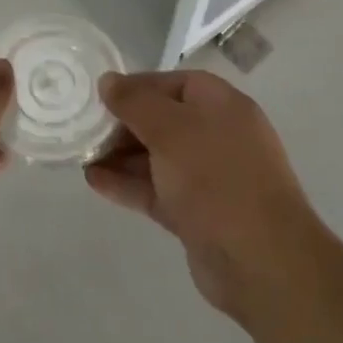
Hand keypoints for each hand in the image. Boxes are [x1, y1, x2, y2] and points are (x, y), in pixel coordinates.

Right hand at [86, 70, 320, 322]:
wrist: (261, 261)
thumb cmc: (216, 178)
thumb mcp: (171, 129)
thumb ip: (136, 102)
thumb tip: (109, 81)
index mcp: (222, 106)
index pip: (174, 84)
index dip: (138, 86)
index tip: (100, 96)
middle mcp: (218, 136)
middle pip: (164, 120)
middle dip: (124, 124)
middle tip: (85, 129)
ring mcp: (209, 178)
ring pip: (157, 158)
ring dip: (121, 156)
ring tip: (81, 155)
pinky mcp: (197, 214)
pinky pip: (157, 189)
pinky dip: (128, 184)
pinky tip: (94, 181)